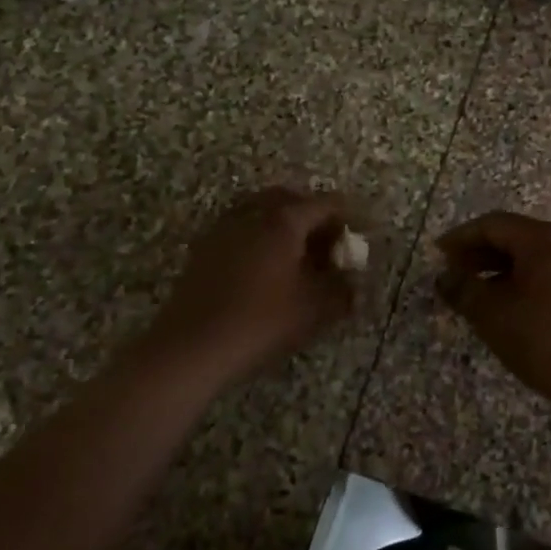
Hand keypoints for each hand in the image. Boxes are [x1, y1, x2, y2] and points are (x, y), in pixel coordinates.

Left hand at [149, 188, 357, 378]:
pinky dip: (260, 240)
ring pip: (262, 213)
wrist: (191, 348)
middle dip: (314, 218)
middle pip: (291, 201)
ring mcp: (223, 228)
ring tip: (297, 259)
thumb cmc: (261, 322)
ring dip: (284, 227)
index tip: (359, 239)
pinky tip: (265, 272)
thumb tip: (351, 281)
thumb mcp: (315, 309)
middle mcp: (253, 213)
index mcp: (284, 219)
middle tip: (328, 246)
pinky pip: (241, 230)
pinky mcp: (203, 249)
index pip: (326, 204)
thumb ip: (342, 290)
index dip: (348, 219)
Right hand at [435, 212, 550, 431]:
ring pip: (534, 260)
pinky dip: (523, 284)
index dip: (462, 237)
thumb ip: (464, 289)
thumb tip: (446, 277)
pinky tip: (509, 310)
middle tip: (454, 273)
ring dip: (501, 271)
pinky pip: (550, 277)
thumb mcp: (492, 314)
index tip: (438, 254)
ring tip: (477, 295)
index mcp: (543, 239)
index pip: (494, 225)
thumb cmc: (543, 337)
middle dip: (481, 254)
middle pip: (516, 238)